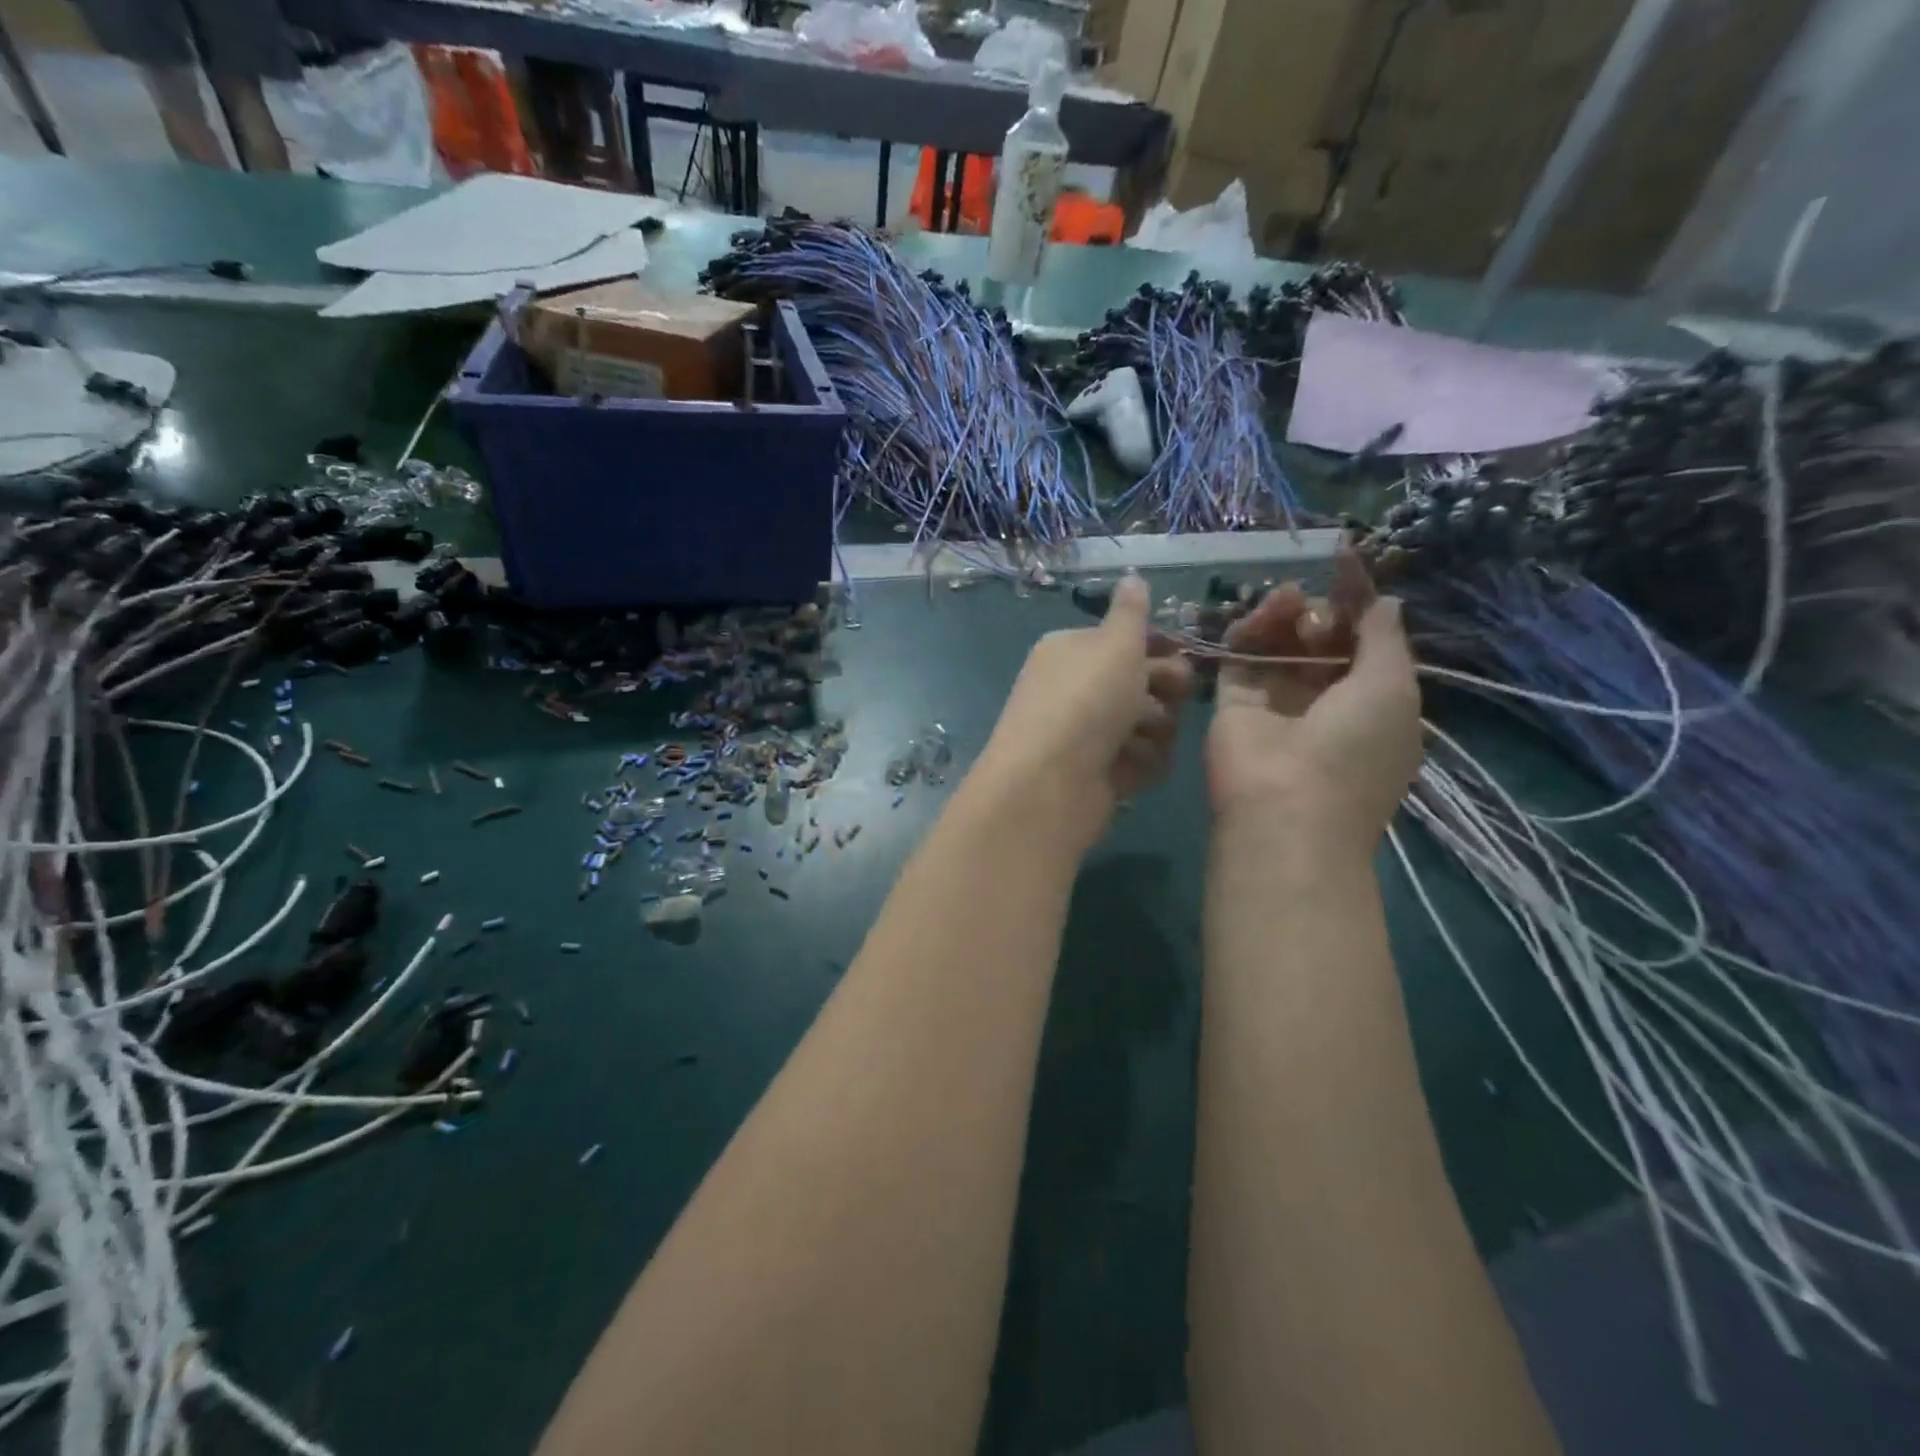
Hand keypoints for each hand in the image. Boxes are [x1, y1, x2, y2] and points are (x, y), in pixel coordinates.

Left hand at [975, 574, 1194, 850]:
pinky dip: (1141, 764)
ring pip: (1145, 724)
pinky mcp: (1097, 774)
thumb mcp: (1114, 644)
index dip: (1158, 645)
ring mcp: (1085, 734)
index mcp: (1070, 650)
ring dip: (1154, 730)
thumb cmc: (1086, 701)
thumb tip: (1132, 575)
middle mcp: (1075, 689)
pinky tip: (1131, 769)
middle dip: (1163, 687)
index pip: (1123, 640)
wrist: (1049, 783)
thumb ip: (1131, 612)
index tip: (1186, 651)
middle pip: (1139, 682)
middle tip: (1176, 694)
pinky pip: (1138, 761)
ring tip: (1139, 738)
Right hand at [1206, 550, 1420, 858]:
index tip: (1345, 557)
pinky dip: (1251, 628)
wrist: (1285, 806)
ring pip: (1278, 642)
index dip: (1357, 599)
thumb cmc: (1354, 747)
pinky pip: (1242, 653)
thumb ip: (1383, 636)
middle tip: (1317, 612)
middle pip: (1319, 638)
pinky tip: (1263, 613)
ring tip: (1286, 602)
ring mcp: (1275, 700)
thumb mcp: (1391, 685)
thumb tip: (1385, 599)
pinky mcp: (1233, 700)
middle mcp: (1323, 699)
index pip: (1362, 639)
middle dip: (1322, 611)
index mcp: (1370, 701)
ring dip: (1285, 613)